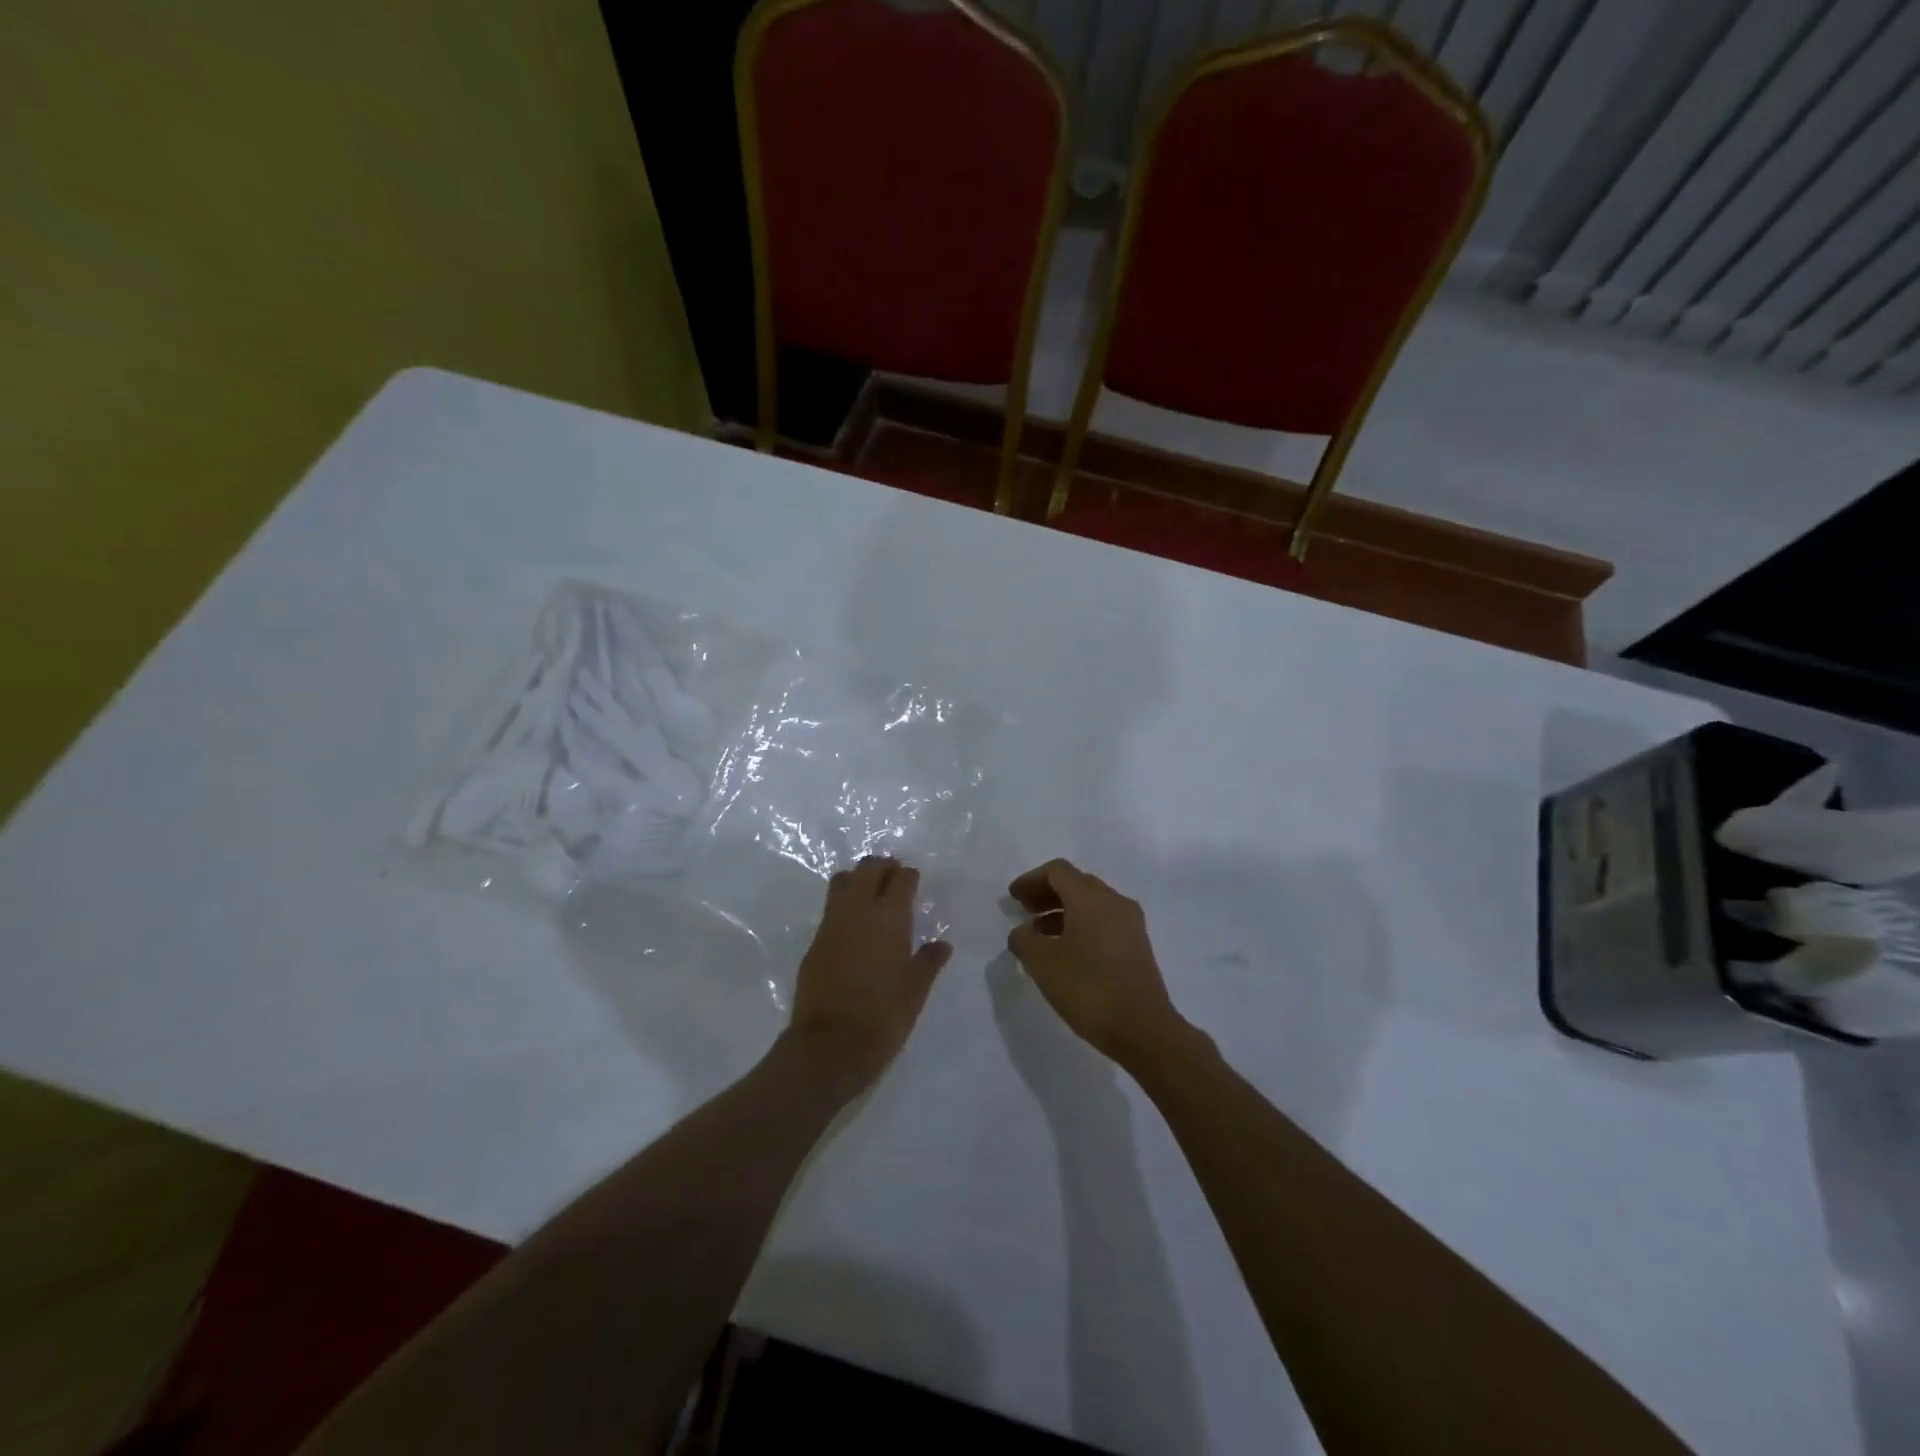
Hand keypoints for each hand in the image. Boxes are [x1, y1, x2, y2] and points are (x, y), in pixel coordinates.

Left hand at [786, 856, 950, 1095]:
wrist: (828, 1047)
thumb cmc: (883, 1017)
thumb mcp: (915, 991)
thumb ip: (929, 961)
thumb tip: (942, 945)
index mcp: (889, 918)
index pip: (900, 879)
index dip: (909, 876)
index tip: (914, 881)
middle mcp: (858, 911)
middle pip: (868, 869)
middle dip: (882, 867)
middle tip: (894, 878)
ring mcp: (831, 924)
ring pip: (842, 881)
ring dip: (858, 879)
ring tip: (871, 894)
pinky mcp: (814, 942)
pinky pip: (830, 908)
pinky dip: (844, 904)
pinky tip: (854, 925)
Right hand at [1006, 859, 1187, 1068]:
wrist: (1143, 1029)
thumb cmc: (1088, 989)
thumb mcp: (1043, 964)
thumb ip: (1024, 940)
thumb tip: (1022, 932)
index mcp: (1090, 898)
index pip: (1057, 871)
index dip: (1031, 880)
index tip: (1013, 898)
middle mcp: (1114, 901)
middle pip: (1075, 883)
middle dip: (1046, 893)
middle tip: (1024, 911)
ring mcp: (1130, 923)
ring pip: (1090, 903)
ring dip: (1062, 911)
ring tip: (1039, 934)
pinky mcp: (1137, 945)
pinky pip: (1103, 921)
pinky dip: (1080, 925)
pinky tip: (1065, 950)